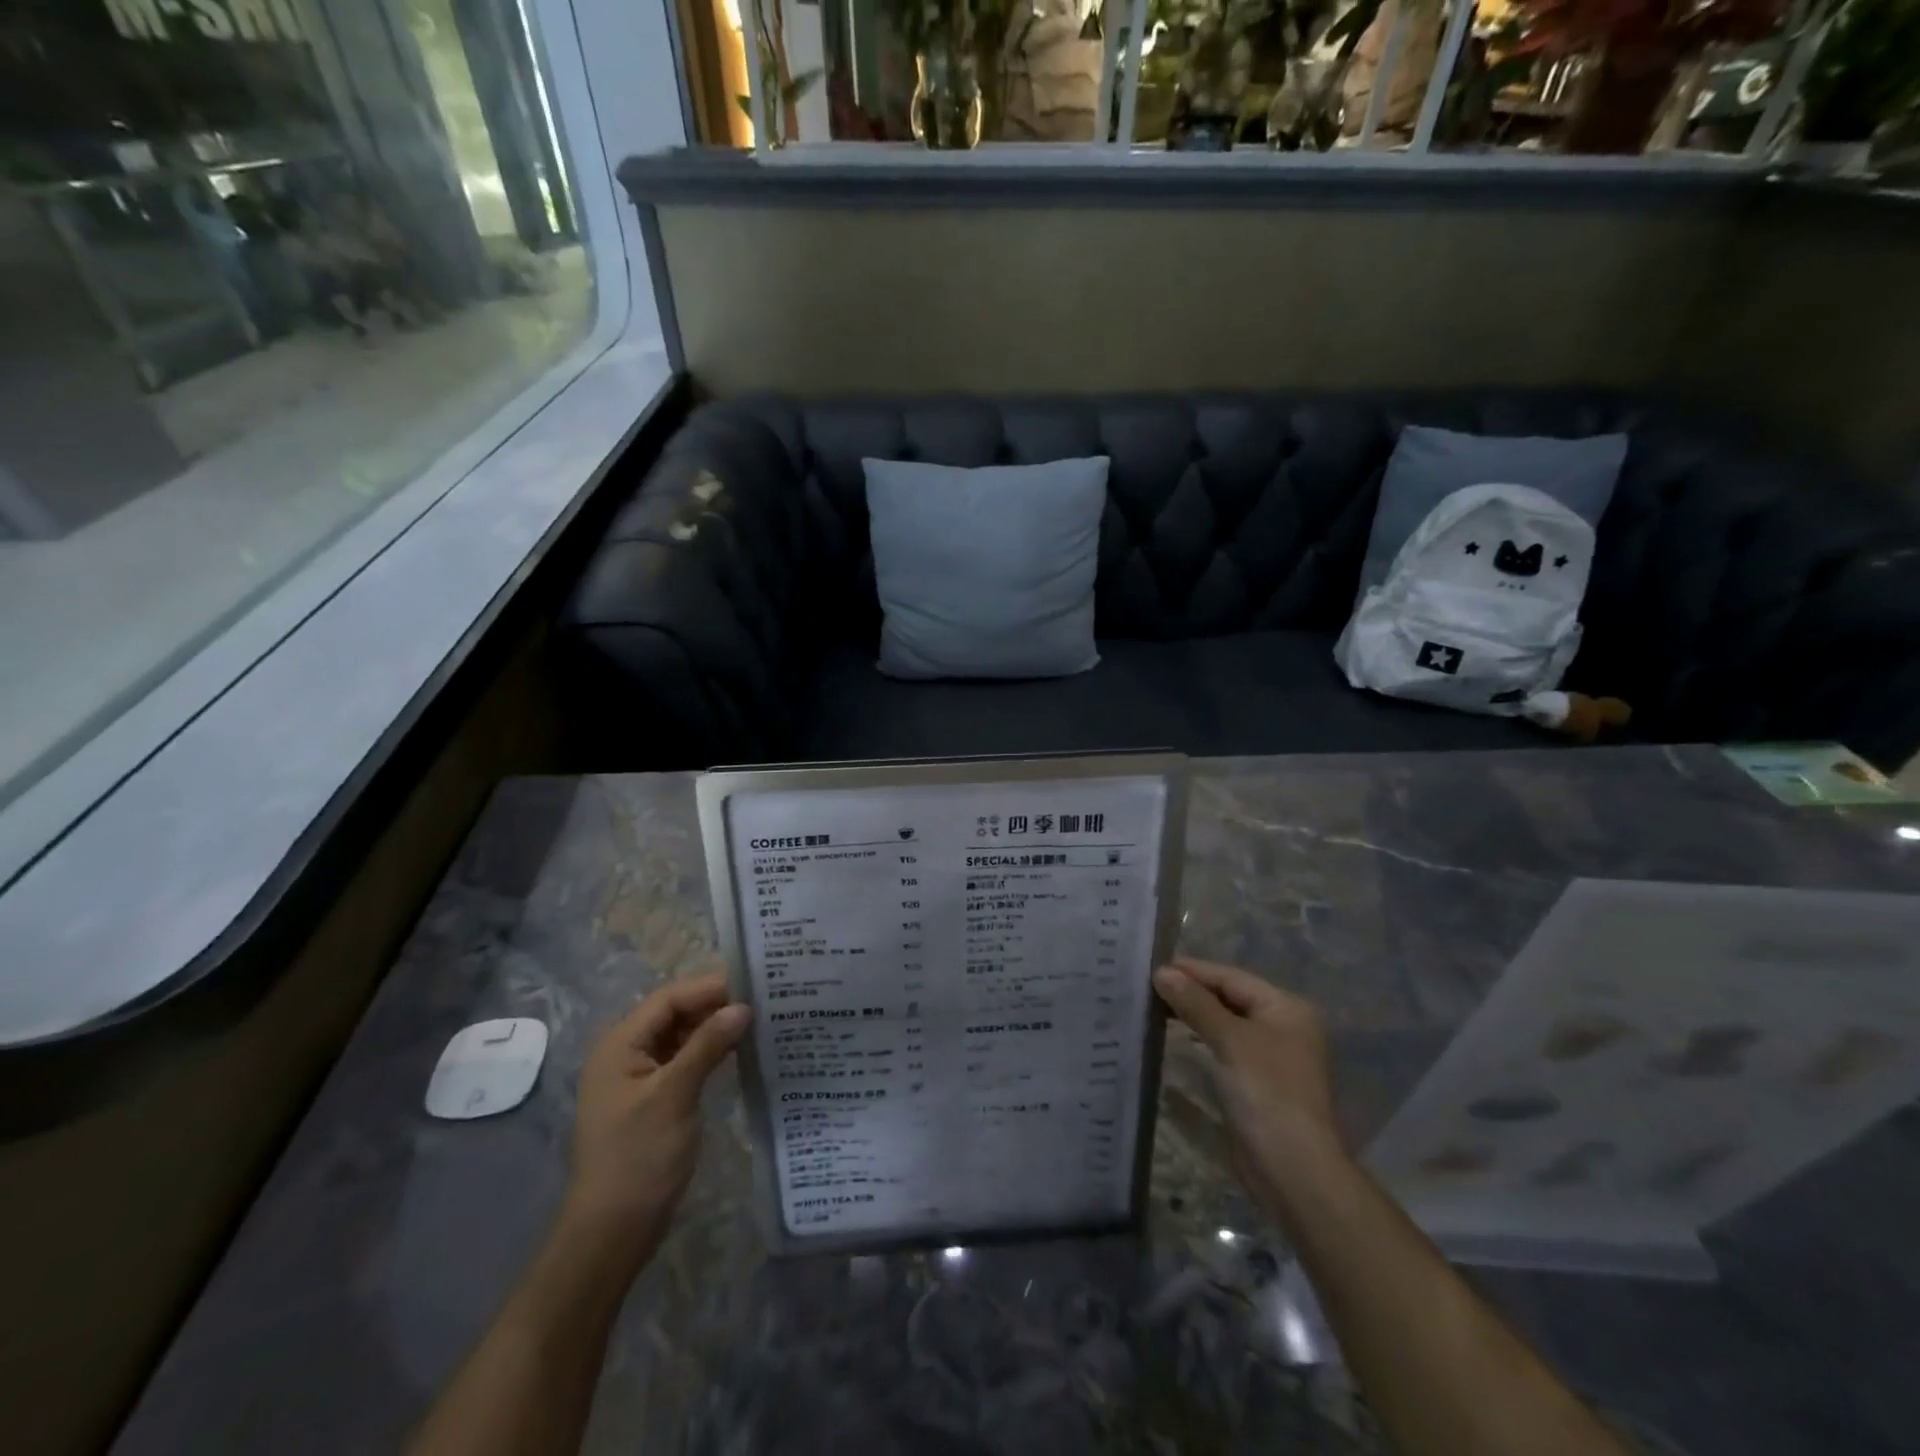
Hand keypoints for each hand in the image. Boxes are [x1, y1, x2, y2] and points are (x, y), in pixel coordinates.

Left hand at [563, 972, 750, 1255]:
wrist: (613, 1230)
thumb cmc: (639, 1157)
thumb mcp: (675, 1095)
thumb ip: (708, 1045)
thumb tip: (743, 1006)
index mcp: (620, 1045)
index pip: (669, 999)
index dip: (709, 987)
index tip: (753, 983)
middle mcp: (626, 1053)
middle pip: (674, 1013)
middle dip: (714, 1004)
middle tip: (762, 998)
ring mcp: (639, 1077)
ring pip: (680, 1036)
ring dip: (714, 1027)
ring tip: (758, 1019)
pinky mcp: (654, 1098)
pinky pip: (684, 1059)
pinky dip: (709, 1051)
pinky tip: (739, 1050)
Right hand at [1153, 956, 1344, 1216]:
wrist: (1293, 1170)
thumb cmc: (1267, 1093)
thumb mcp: (1230, 1040)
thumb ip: (1196, 1003)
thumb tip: (1162, 972)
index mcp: (1286, 1008)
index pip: (1231, 977)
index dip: (1193, 970)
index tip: (1152, 965)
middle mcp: (1282, 1027)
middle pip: (1229, 998)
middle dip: (1191, 991)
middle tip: (1146, 985)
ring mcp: (1270, 1057)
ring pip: (1224, 1023)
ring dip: (1191, 1014)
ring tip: (1151, 1005)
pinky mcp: (1255, 1083)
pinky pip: (1222, 1048)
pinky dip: (1198, 1038)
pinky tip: (1172, 1036)